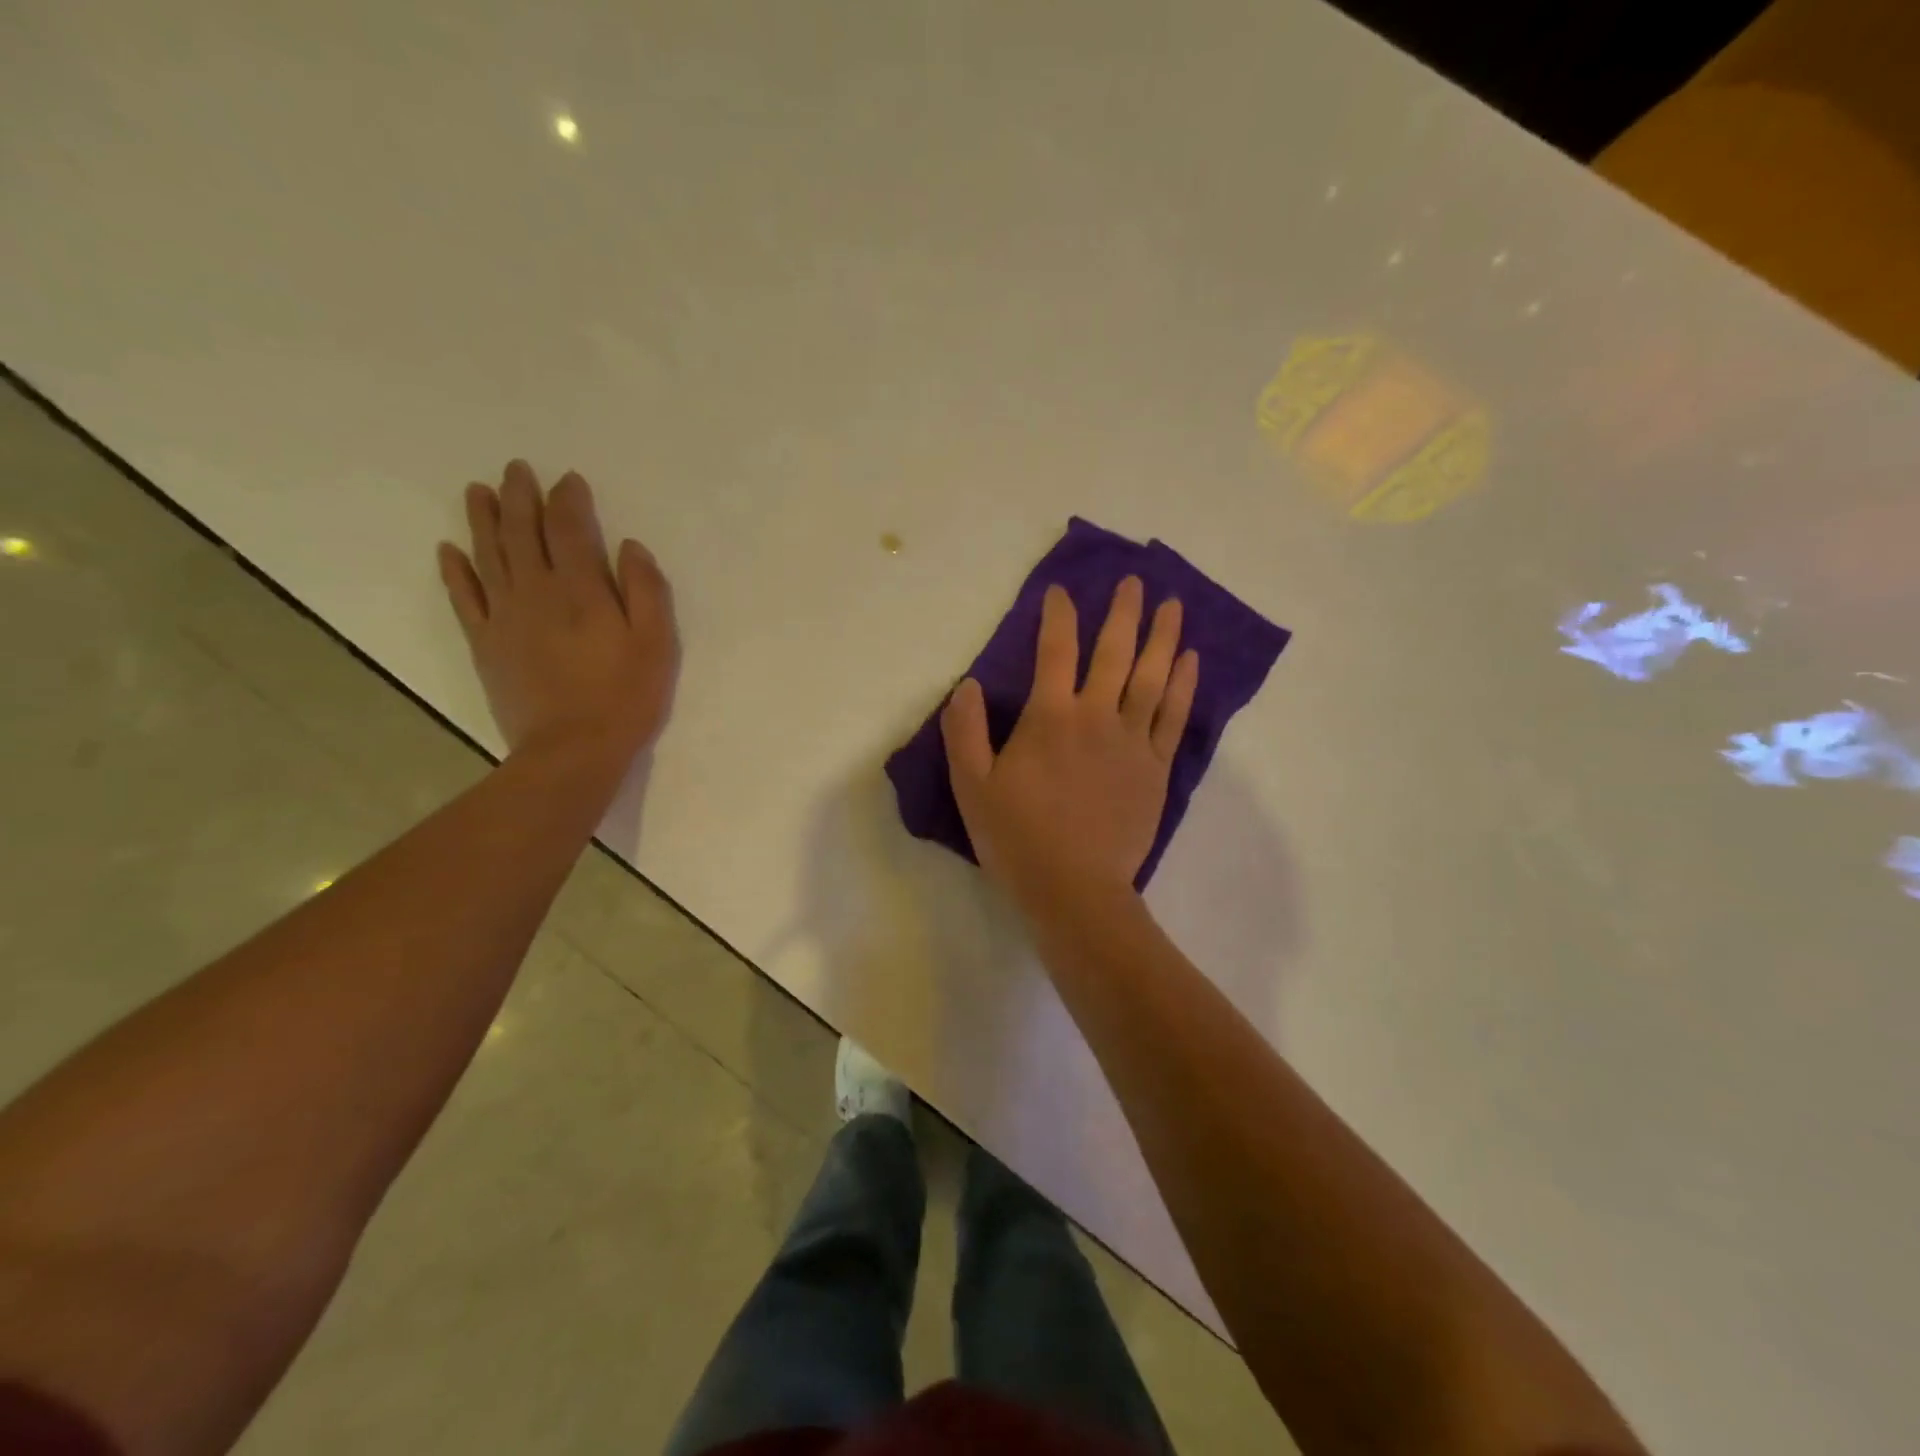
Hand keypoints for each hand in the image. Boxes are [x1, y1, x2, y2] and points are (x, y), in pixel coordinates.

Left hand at [438, 461, 676, 766]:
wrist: (571, 750)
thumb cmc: (624, 697)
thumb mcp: (656, 645)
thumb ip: (647, 591)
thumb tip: (630, 547)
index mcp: (580, 590)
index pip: (569, 529)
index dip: (568, 500)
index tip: (568, 479)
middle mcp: (535, 591)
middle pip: (521, 532)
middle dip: (520, 497)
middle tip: (516, 469)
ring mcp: (504, 617)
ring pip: (487, 555)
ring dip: (482, 519)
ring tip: (478, 491)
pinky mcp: (485, 644)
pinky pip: (464, 598)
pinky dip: (455, 571)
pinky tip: (448, 550)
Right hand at [941, 577, 1197, 908]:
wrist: (1074, 889)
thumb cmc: (1017, 838)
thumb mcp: (971, 786)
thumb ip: (965, 731)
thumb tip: (969, 684)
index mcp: (1050, 718)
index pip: (1055, 651)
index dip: (1058, 615)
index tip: (1061, 591)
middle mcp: (1095, 717)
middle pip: (1114, 653)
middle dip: (1124, 612)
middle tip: (1135, 581)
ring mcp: (1132, 742)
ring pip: (1153, 677)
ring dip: (1163, 637)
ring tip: (1174, 605)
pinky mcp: (1155, 768)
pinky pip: (1174, 717)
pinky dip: (1184, 685)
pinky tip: (1191, 661)